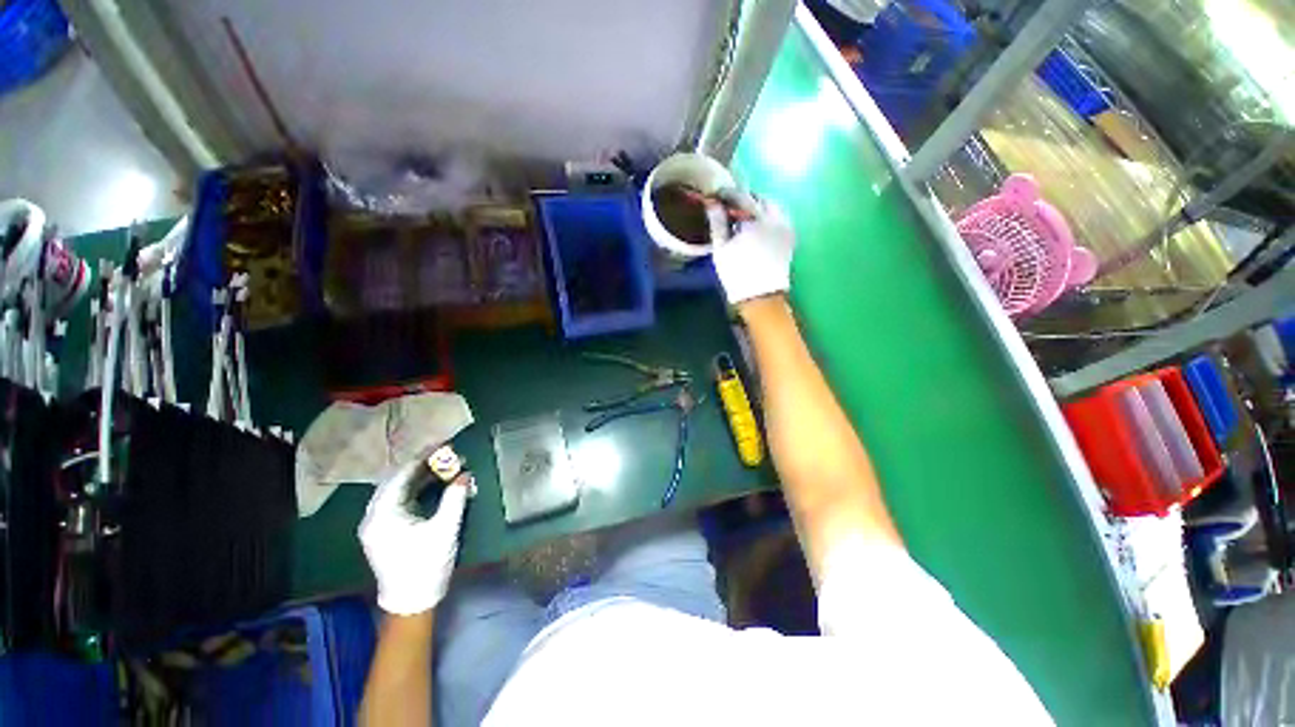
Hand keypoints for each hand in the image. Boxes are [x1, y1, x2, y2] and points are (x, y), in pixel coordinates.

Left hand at [359, 457, 472, 614]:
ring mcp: (378, 523)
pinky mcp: (386, 530)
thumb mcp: (445, 529)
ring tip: (443, 466)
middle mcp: (374, 516)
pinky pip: (400, 500)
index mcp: (383, 514)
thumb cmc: (426, 564)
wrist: (412, 601)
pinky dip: (417, 490)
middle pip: (396, 480)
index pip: (400, 476)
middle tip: (445, 454)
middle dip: (421, 465)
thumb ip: (455, 498)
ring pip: (397, 490)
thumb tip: (465, 475)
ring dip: (420, 477)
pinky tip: (434, 485)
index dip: (422, 458)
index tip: (442, 446)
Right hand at [710, 196, 795, 306]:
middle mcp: (775, 218)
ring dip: (758, 207)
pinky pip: (780, 217)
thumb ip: (717, 224)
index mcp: (756, 219)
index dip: (728, 194)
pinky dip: (768, 216)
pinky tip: (757, 226)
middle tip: (732, 207)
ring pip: (772, 207)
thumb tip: (712, 204)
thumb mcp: (721, 249)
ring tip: (744, 217)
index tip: (718, 196)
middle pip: (760, 199)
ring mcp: (785, 227)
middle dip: (746, 200)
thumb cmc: (737, 274)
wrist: (761, 296)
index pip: (741, 197)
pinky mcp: (790, 237)